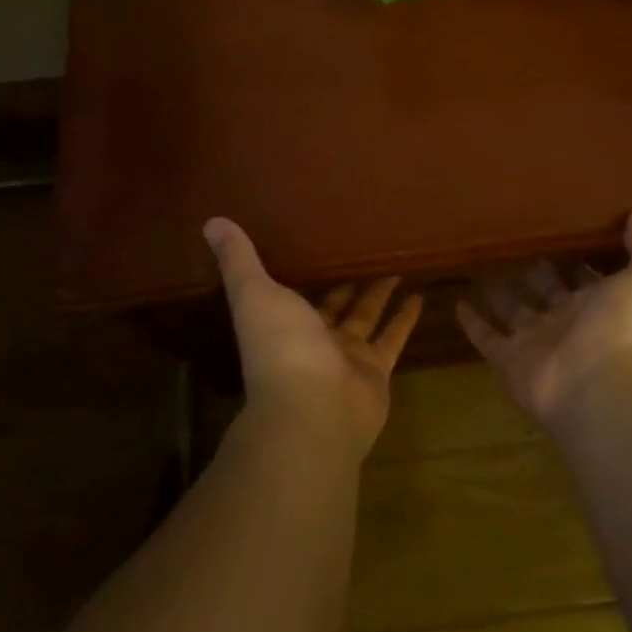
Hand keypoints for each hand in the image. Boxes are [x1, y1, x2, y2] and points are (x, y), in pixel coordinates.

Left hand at [205, 218, 421, 455]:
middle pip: (333, 304)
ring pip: (366, 317)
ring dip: (380, 293)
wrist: (314, 410)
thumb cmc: (282, 347)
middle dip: (346, 279)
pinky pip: (393, 338)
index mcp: (282, 322)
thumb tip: (212, 222)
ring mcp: (346, 357)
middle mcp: (313, 340)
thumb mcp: (256, 293)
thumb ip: (239, 260)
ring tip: (397, 262)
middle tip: (365, 246)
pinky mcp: (376, 370)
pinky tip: (419, 293)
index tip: (316, 238)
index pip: (292, 291)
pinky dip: (405, 318)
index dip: (303, 268)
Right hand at [458, 213, 631, 428]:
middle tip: (516, 243)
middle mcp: (569, 324)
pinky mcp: (509, 361)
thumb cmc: (627, 328)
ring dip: (502, 294)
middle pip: (549, 293)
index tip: (560, 234)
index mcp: (602, 306)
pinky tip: (458, 302)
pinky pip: (487, 338)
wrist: (601, 388)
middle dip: (538, 273)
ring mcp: (538, 343)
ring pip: (516, 313)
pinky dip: (473, 323)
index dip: (577, 261)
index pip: (586, 278)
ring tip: (483, 265)